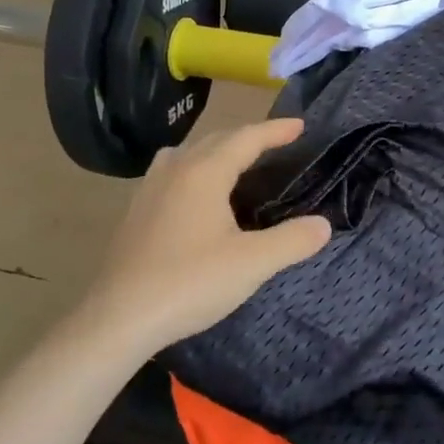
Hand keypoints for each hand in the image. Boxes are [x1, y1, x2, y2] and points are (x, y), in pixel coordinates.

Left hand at [72, 118, 330, 352]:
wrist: (120, 318)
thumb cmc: (190, 283)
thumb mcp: (252, 264)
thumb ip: (292, 240)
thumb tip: (323, 225)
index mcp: (204, 173)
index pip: (246, 138)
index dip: (275, 130)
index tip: (300, 126)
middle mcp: (175, 170)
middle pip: (216, 140)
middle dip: (248, 137)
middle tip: (277, 143)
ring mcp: (149, 189)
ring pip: (188, 153)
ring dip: (216, 150)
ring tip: (236, 163)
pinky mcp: (135, 212)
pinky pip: (171, 172)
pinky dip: (193, 169)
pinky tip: (196, 195)